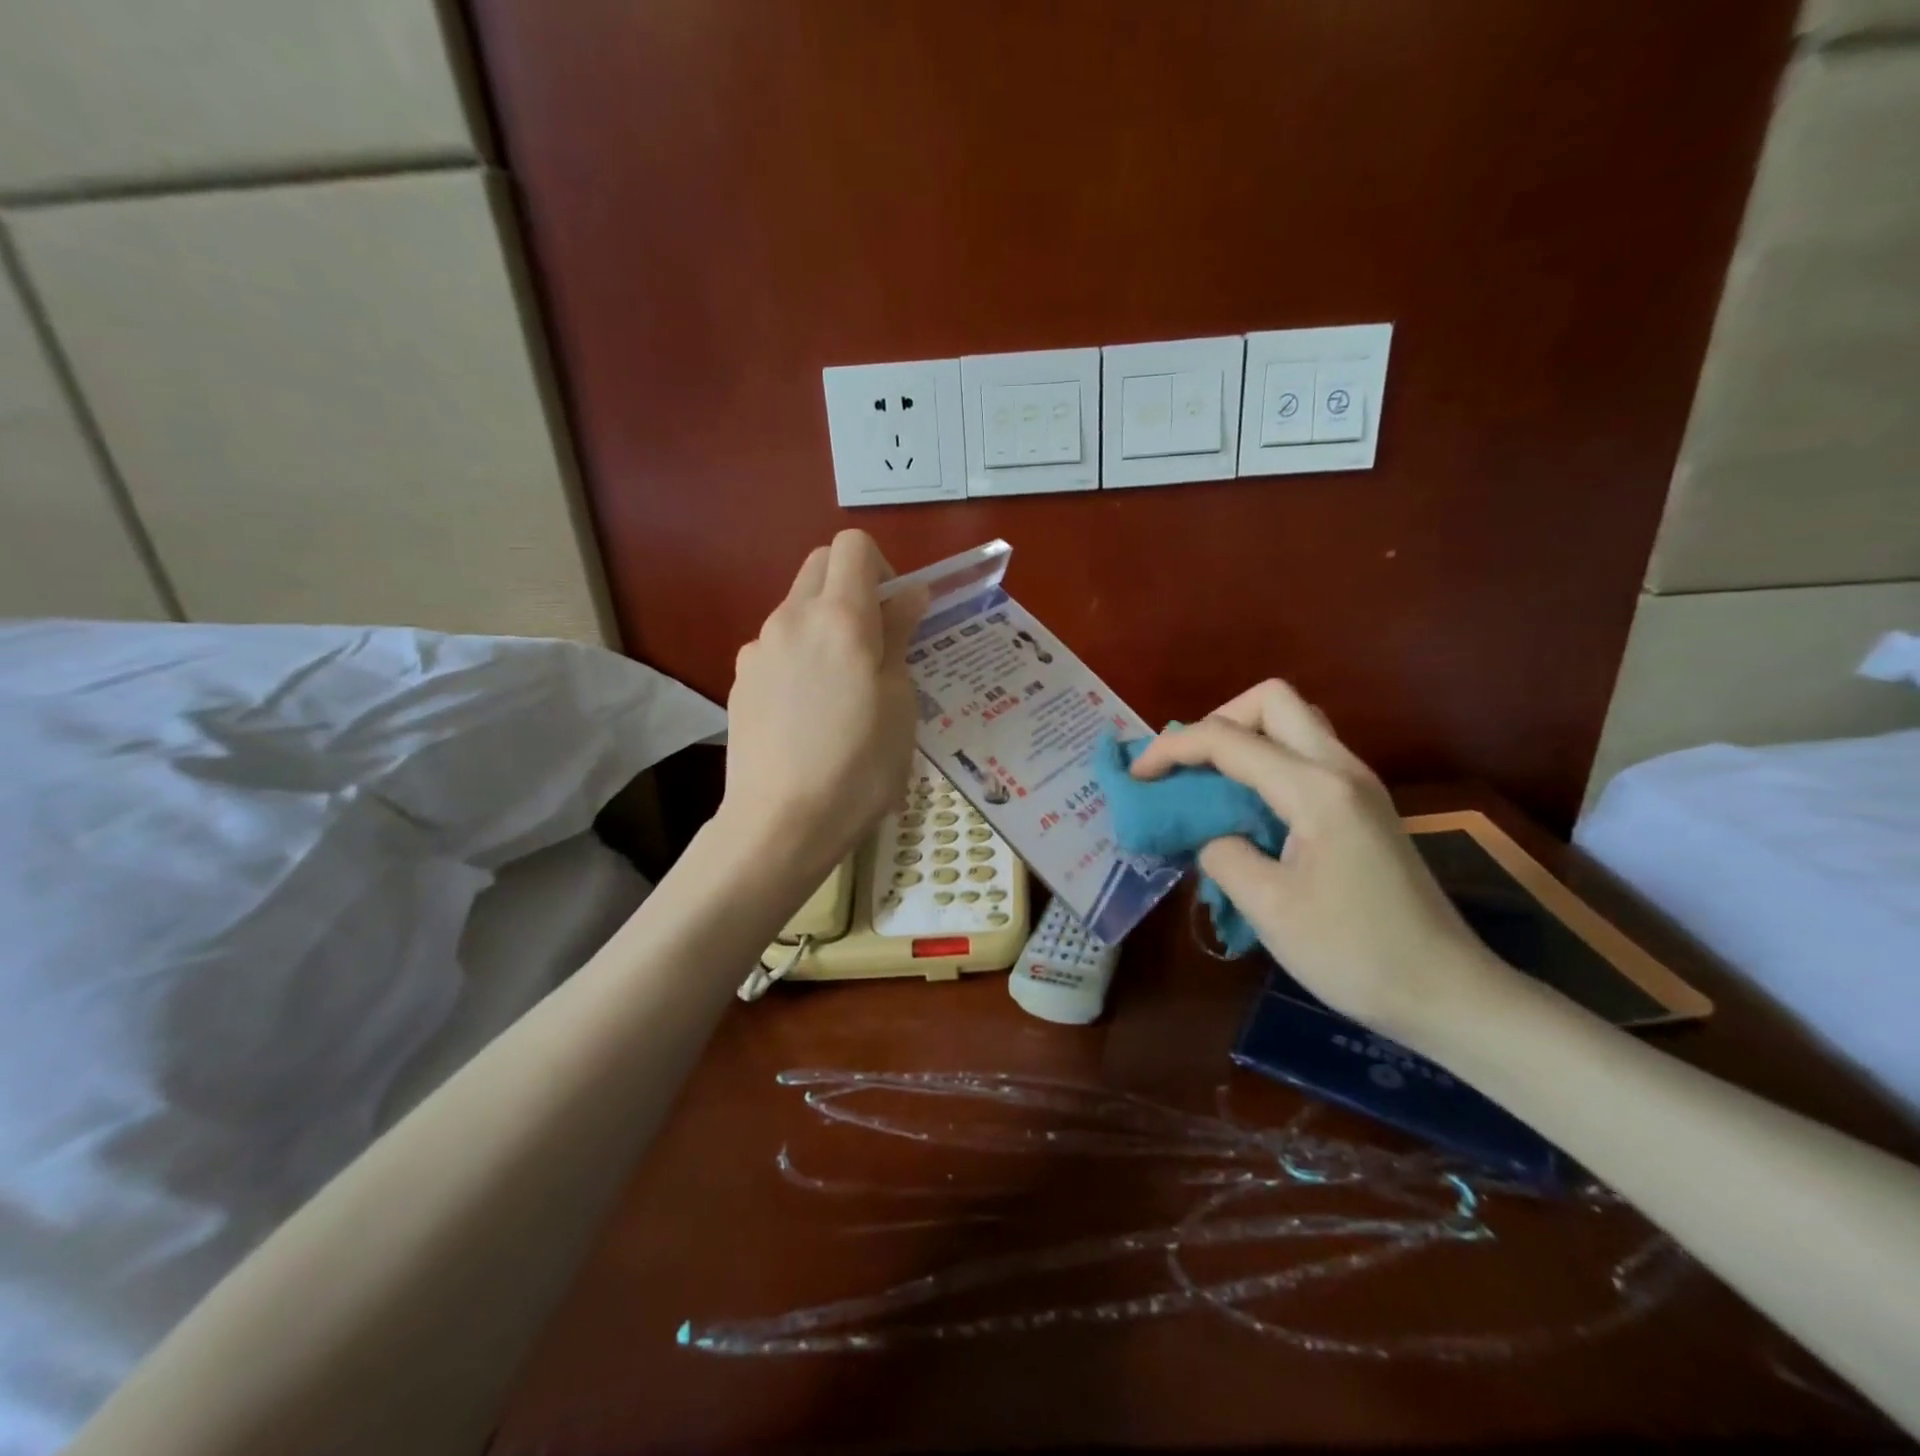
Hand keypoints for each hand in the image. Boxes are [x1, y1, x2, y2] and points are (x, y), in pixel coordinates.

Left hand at [719, 530, 928, 878]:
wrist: (780, 823)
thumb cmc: (859, 766)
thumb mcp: (900, 703)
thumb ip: (899, 638)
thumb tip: (906, 596)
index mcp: (839, 617)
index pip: (854, 546)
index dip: (883, 567)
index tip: (897, 613)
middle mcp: (791, 618)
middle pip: (820, 566)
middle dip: (852, 586)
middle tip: (875, 642)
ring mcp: (759, 648)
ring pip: (797, 608)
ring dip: (825, 623)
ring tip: (842, 687)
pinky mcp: (741, 680)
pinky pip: (777, 647)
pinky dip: (799, 657)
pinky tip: (809, 712)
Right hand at [1130, 680, 1509, 1047]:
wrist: (1447, 993)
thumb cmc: (1354, 953)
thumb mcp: (1268, 907)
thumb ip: (1221, 853)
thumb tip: (1207, 834)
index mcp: (1316, 789)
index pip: (1229, 739)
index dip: (1173, 748)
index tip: (1138, 777)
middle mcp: (1341, 769)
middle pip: (1272, 701)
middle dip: (1217, 722)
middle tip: (1187, 768)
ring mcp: (1358, 786)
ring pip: (1293, 724)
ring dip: (1243, 739)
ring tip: (1209, 784)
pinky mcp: (1363, 807)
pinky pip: (1305, 756)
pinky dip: (1264, 763)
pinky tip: (1246, 808)